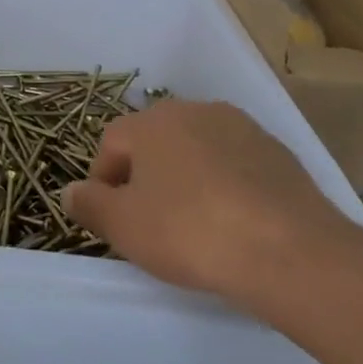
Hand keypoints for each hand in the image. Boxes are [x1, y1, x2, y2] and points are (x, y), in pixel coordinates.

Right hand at [60, 100, 356, 309]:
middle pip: (155, 142)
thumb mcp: (123, 226)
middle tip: (150, 221)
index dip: (105, 182)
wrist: (292, 252)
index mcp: (151, 121)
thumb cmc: (191, 232)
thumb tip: (69, 192)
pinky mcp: (279, 154)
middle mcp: (194, 111)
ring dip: (188, 179)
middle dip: (146, 177)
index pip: (111, 144)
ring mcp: (242, 128)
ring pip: (197, 151)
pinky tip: (234, 224)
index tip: (113, 219)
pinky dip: (226, 187)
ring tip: (195, 224)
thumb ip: (89, 205)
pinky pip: (236, 166)